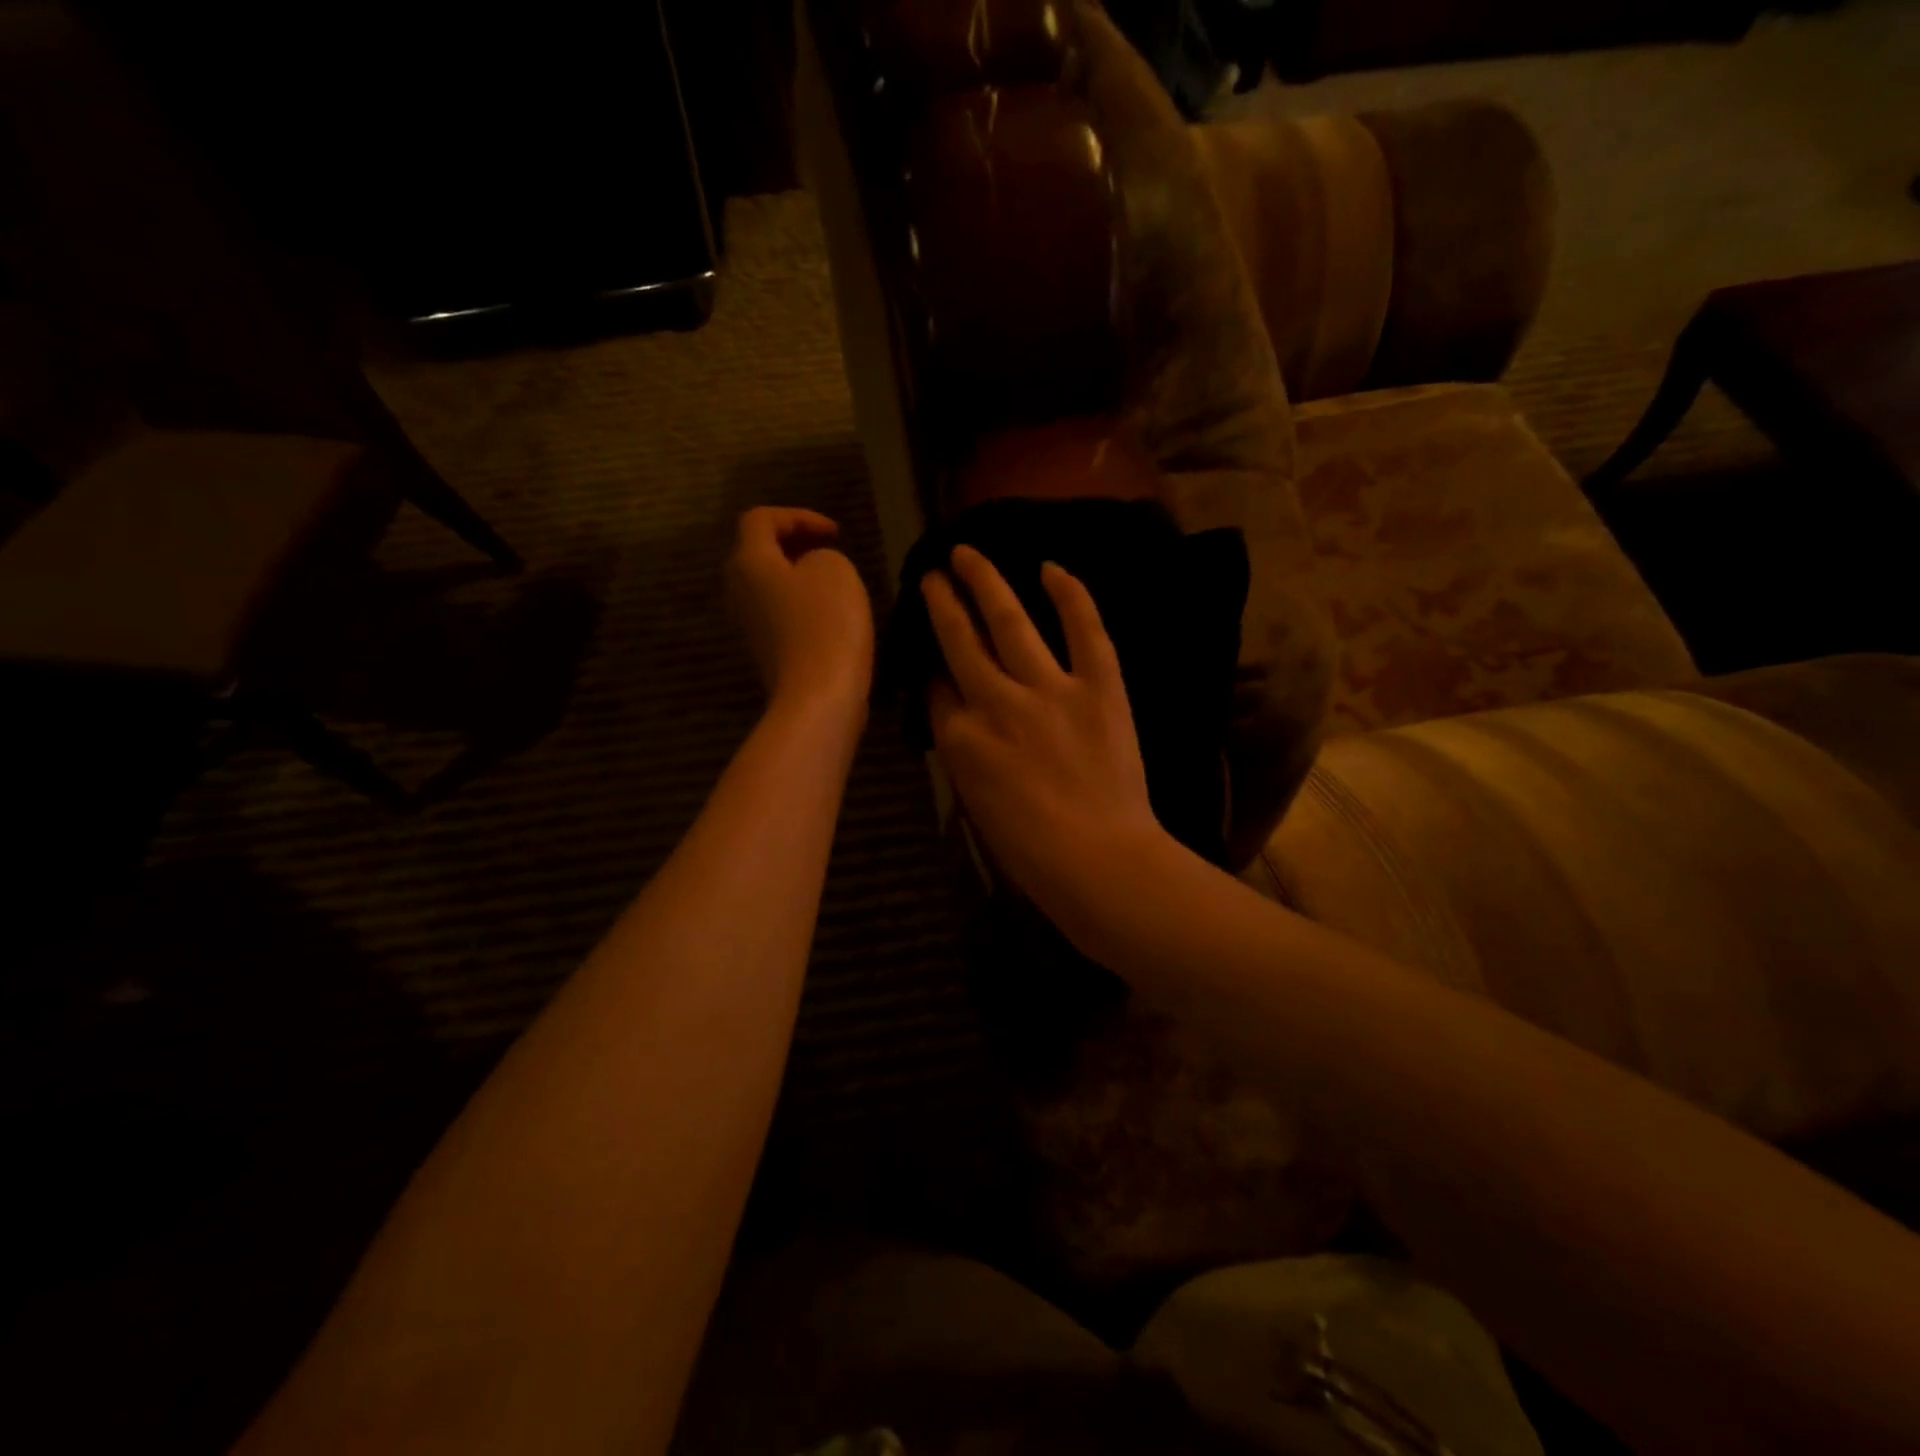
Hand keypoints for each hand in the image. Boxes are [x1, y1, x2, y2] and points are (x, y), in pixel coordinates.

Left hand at [726, 507, 873, 721]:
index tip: (835, 533)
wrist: (818, 697)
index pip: (761, 520)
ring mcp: (747, 626)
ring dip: (797, 578)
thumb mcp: (835, 570)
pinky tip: (829, 617)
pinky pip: (777, 616)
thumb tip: (809, 571)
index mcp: (749, 562)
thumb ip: (820, 555)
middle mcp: (737, 590)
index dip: (798, 516)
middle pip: (758, 554)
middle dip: (794, 546)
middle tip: (829, 550)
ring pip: (767, 587)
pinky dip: (800, 606)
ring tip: (832, 583)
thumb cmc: (826, 625)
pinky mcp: (764, 653)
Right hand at [923, 545, 1171, 931]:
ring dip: (984, 582)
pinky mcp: (1099, 688)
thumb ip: (963, 752)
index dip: (934, 670)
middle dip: (943, 604)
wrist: (1101, 863)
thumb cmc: (1031, 853)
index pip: (938, 690)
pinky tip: (1051, 568)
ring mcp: (1049, 690)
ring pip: (1009, 621)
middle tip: (933, 577)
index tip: (935, 655)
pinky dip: (1070, 596)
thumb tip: (960, 714)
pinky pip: (1084, 630)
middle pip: (960, 641)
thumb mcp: (975, 804)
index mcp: (961, 740)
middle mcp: (996, 703)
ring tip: (967, 554)